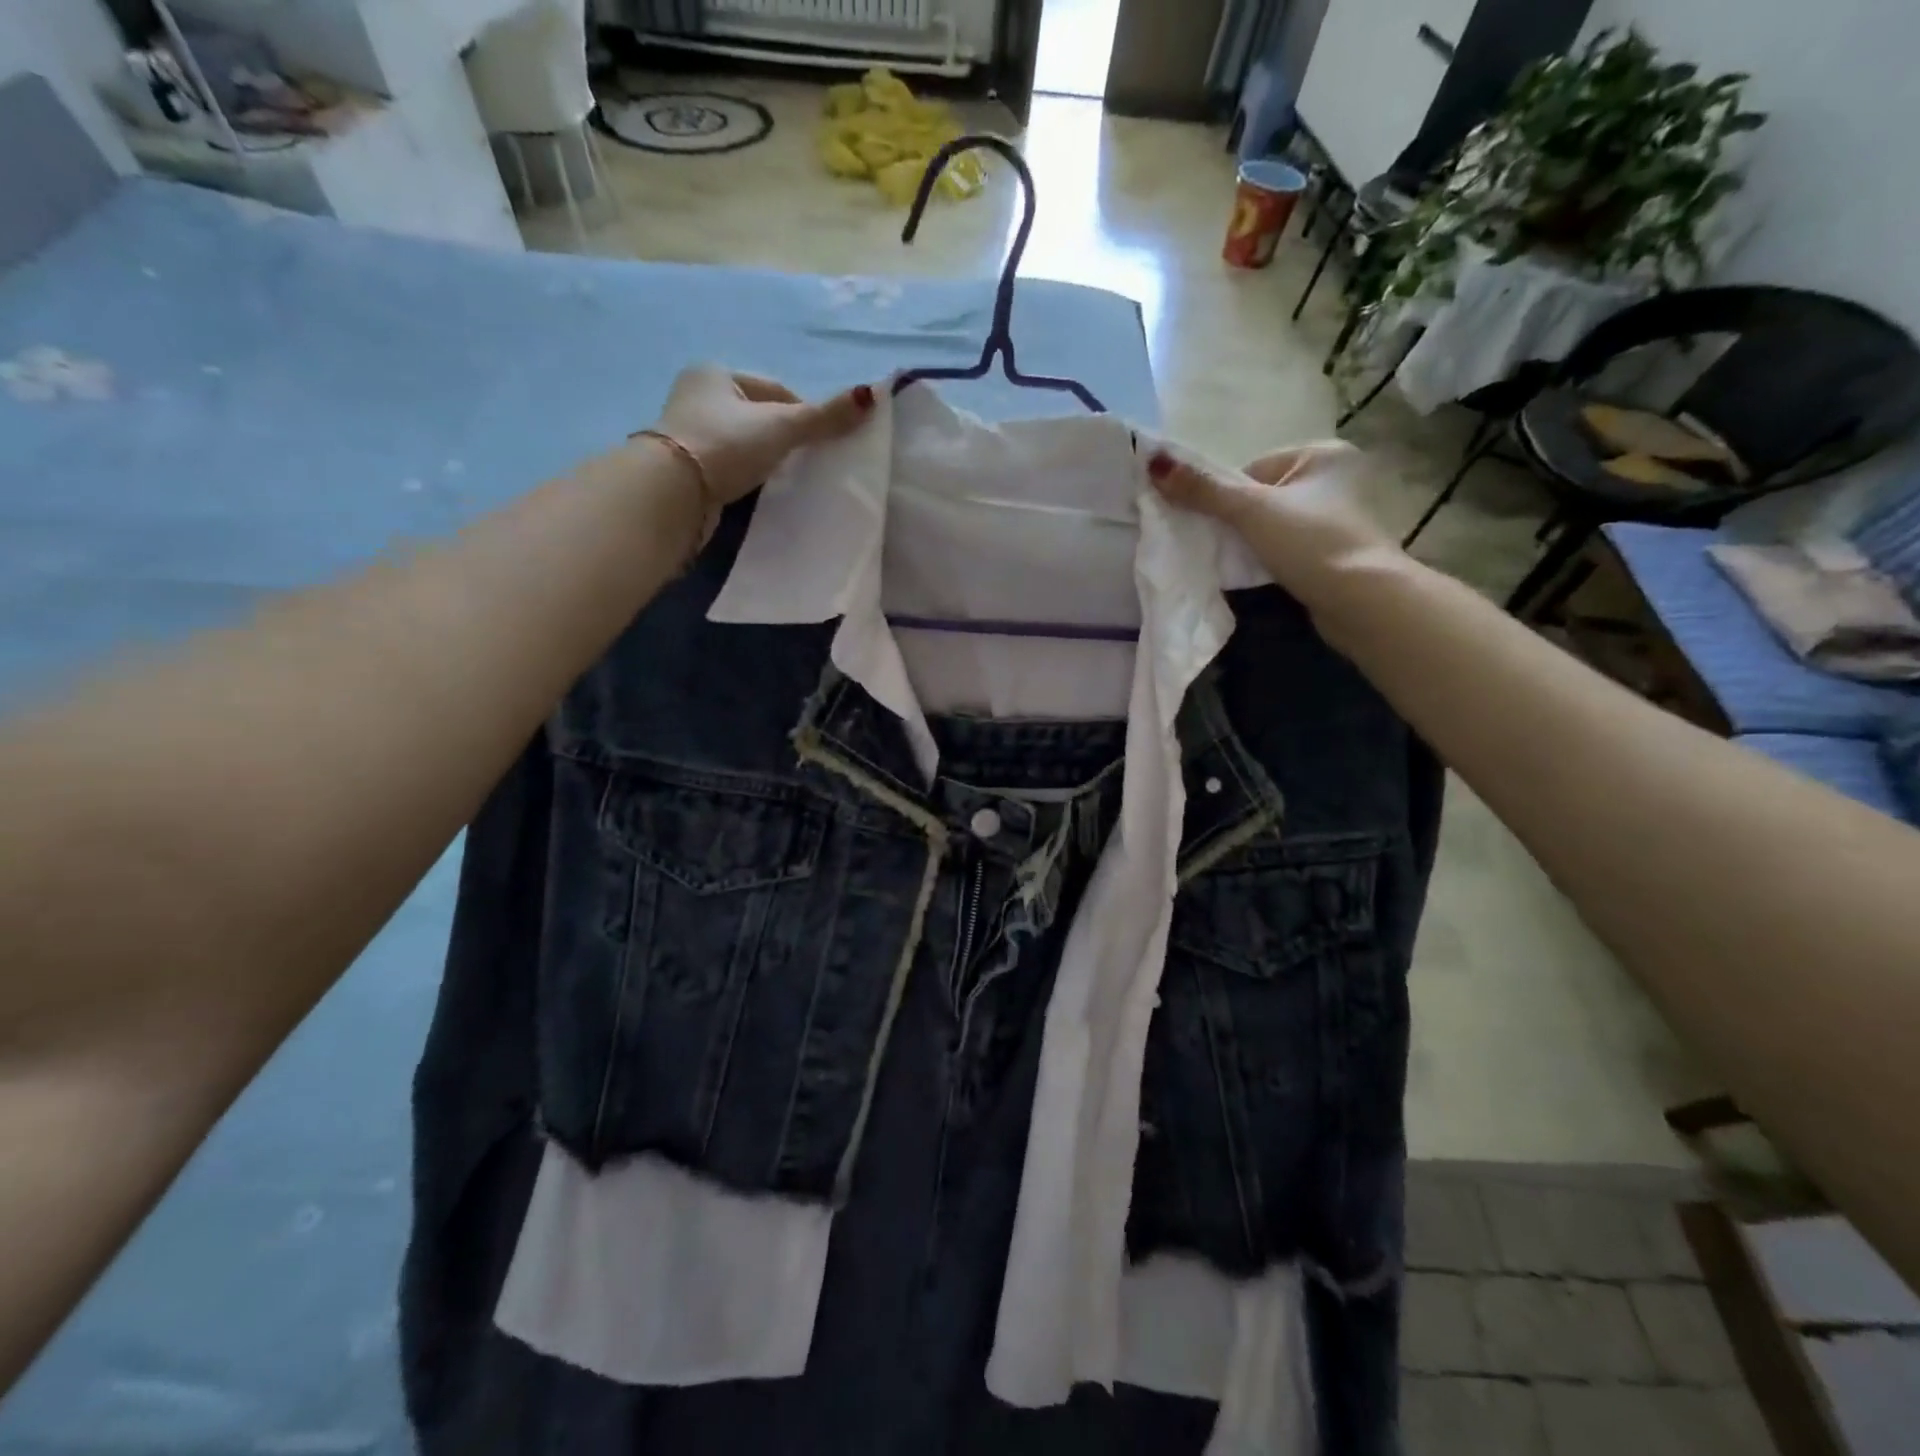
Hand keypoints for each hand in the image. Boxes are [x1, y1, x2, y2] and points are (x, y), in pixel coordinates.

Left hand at [653, 366, 875, 506]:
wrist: (673, 493)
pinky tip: (758, 489)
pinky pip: (729, 465)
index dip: (803, 412)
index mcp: (715, 372)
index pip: (774, 389)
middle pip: (758, 415)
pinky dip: (747, 474)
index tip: (821, 440)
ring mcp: (688, 432)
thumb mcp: (782, 426)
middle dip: (784, 436)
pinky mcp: (687, 467)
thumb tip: (873, 393)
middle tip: (806, 461)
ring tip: (783, 478)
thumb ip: (825, 415)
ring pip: (744, 442)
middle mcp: (696, 395)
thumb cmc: (726, 445)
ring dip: (765, 457)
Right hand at [1146, 441, 1401, 605]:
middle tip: (1225, 546)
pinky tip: (1263, 574)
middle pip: (1260, 497)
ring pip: (1271, 525)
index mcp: (1321, 454)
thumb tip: (1153, 460)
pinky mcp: (1334, 551)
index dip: (1227, 498)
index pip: (1252, 469)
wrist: (1360, 601)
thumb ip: (1202, 489)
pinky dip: (1269, 559)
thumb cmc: (1309, 543)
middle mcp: (1335, 478)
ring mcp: (1337, 518)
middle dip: (1237, 522)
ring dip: (1251, 543)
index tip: (1219, 525)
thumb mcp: (1250, 511)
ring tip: (1245, 563)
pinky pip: (1287, 547)